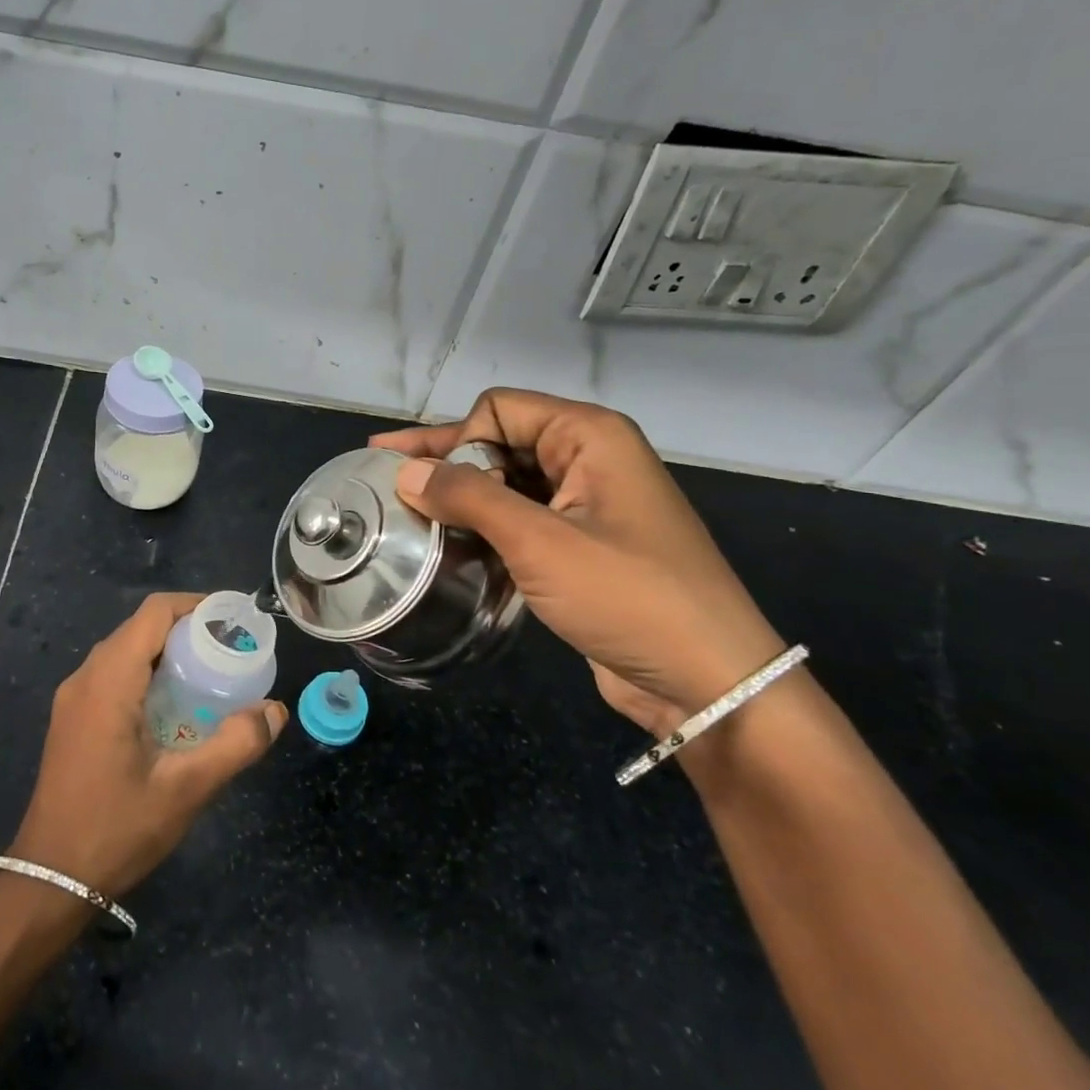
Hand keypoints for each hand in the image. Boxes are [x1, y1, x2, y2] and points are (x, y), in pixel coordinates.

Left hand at [8, 592, 287, 898]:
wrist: (49, 879)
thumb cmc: (116, 829)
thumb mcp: (186, 790)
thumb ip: (235, 744)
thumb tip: (275, 710)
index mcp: (108, 681)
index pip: (154, 613)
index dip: (196, 605)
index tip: (235, 619)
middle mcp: (85, 678)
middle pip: (140, 628)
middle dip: (188, 630)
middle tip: (232, 651)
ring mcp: (74, 698)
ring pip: (126, 652)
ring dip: (168, 653)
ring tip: (212, 674)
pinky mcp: (73, 719)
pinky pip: (114, 675)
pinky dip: (149, 674)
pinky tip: (176, 706)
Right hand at [371, 388, 783, 736]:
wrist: (707, 681)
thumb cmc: (627, 596)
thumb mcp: (540, 541)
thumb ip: (469, 498)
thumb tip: (405, 473)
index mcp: (590, 437)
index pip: (499, 409)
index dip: (455, 437)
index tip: (420, 481)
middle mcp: (590, 459)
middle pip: (501, 441)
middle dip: (445, 461)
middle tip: (382, 476)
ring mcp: (588, 504)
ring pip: (508, 482)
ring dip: (462, 496)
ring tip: (407, 513)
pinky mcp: (582, 545)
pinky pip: (522, 518)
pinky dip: (485, 526)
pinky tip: (450, 543)